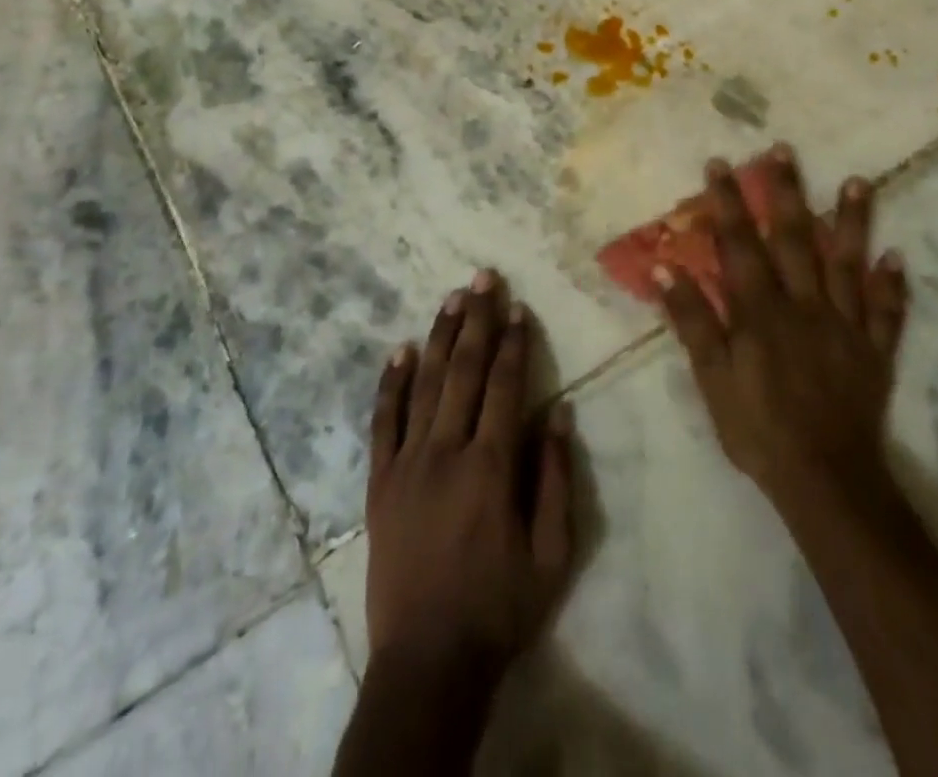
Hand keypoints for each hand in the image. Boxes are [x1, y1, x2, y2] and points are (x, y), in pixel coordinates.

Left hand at [363, 271, 574, 690]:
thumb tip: (558, 413)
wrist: (428, 660)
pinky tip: (398, 349)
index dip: (513, 343)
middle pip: (463, 370)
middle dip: (477, 319)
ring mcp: (407, 462)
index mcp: (490, 466)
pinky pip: (383, 420)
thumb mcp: (551, 554)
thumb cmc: (499, 607)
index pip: (504, 385)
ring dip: (439, 336)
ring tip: (451, 297)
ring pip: (424, 384)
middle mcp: (446, 451)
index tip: (518, 308)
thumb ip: (554, 479)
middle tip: (483, 277)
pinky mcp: (379, 480)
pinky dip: (390, 382)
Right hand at [654, 148, 908, 524]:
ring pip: (848, 264)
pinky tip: (898, 257)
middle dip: (786, 192)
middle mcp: (804, 305)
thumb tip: (664, 266)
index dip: (728, 203)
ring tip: (857, 181)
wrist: (825, 479)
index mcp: (761, 311)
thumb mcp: (711, 378)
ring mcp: (845, 325)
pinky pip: (886, 312)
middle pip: (794, 239)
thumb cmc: (757, 427)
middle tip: (783, 150)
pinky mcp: (874, 351)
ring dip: (851, 221)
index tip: (720, 164)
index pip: (741, 244)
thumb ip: (692, 319)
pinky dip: (893, 285)